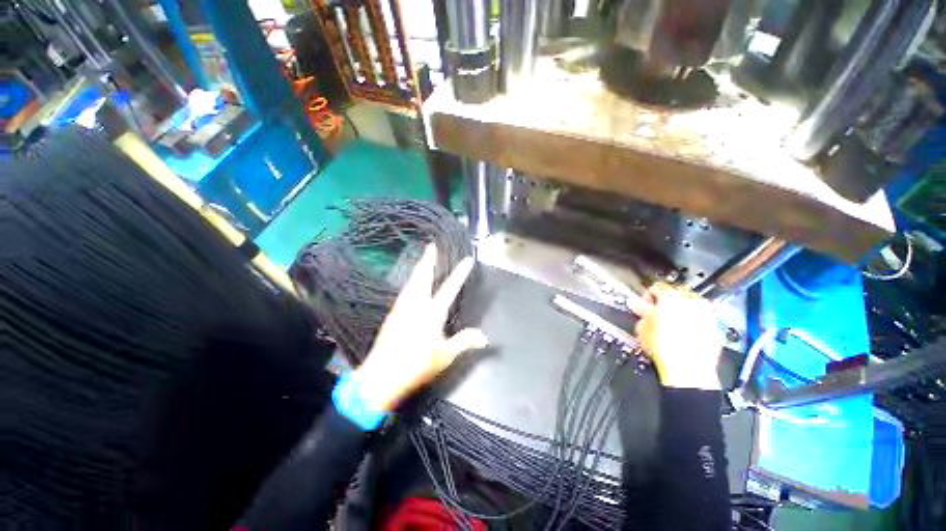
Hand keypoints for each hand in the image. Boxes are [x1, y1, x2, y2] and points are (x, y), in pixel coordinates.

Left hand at [352, 243, 487, 410]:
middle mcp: (416, 304)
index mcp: (432, 312)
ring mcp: (402, 307)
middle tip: (431, 245)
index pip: (450, 288)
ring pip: (412, 280)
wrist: (381, 376)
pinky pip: (405, 289)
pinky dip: (411, 279)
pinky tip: (411, 282)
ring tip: (423, 258)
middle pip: (423, 276)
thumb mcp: (445, 355)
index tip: (467, 260)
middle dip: (429, 259)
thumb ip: (465, 342)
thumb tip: (484, 337)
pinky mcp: (393, 313)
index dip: (460, 273)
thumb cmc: (417, 365)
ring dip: (419, 267)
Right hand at [635, 282, 722, 389]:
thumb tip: (637, 304)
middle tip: (656, 315)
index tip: (644, 305)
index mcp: (671, 297)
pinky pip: (701, 319)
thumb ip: (640, 311)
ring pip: (691, 306)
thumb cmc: (663, 346)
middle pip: (676, 294)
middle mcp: (691, 301)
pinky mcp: (715, 329)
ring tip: (671, 325)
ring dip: (681, 311)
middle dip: (666, 302)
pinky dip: (692, 323)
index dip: (647, 295)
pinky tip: (684, 335)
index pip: (657, 287)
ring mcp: (706, 315)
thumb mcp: (643, 327)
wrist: (689, 370)